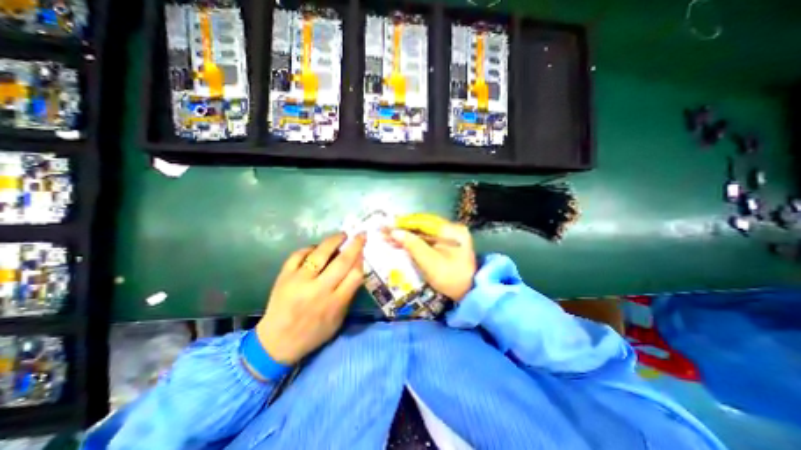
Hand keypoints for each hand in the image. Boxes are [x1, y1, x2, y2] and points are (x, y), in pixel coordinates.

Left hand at [256, 232, 364, 364]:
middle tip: (361, 235)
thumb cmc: (313, 333)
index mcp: (335, 303)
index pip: (355, 275)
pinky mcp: (284, 277)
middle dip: (355, 245)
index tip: (363, 252)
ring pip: (320, 254)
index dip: (361, 260)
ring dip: (334, 241)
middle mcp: (319, 290)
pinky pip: (298, 255)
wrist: (277, 342)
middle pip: (342, 262)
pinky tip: (316, 248)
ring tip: (342, 235)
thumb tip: (355, 269)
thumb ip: (348, 295)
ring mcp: (300, 281)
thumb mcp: (338, 319)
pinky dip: (309, 248)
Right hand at [389, 212, 473, 300]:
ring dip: (406, 235)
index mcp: (452, 231)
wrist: (467, 293)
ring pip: (423, 232)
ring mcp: (449, 235)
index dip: (404, 223)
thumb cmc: (450, 278)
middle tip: (385, 230)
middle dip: (403, 228)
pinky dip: (413, 241)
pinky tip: (400, 242)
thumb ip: (412, 245)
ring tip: (389, 236)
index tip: (387, 224)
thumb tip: (394, 232)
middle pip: (423, 225)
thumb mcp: (430, 263)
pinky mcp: (445, 243)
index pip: (423, 222)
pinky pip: (426, 238)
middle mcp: (452, 228)